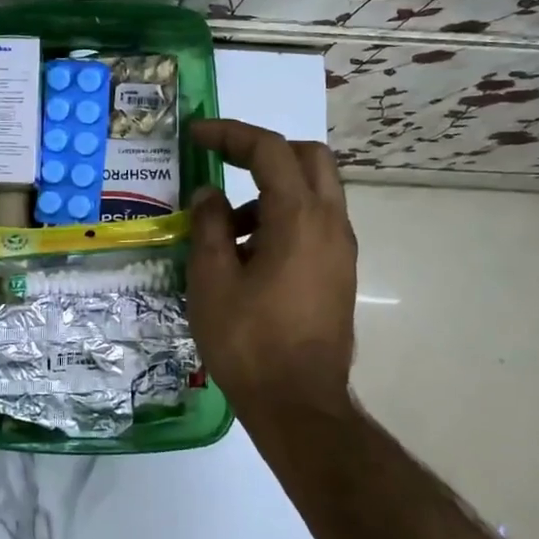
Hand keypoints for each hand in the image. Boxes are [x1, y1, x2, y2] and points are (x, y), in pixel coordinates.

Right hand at [187, 119, 357, 408]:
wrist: (299, 405)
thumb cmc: (248, 340)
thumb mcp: (212, 279)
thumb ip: (209, 226)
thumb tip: (210, 195)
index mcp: (300, 218)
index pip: (269, 150)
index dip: (230, 134)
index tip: (196, 135)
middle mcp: (331, 223)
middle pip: (307, 157)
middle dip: (263, 151)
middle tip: (224, 162)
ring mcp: (341, 249)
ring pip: (314, 190)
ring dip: (270, 188)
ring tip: (226, 227)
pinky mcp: (339, 272)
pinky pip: (314, 222)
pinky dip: (282, 216)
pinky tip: (247, 254)